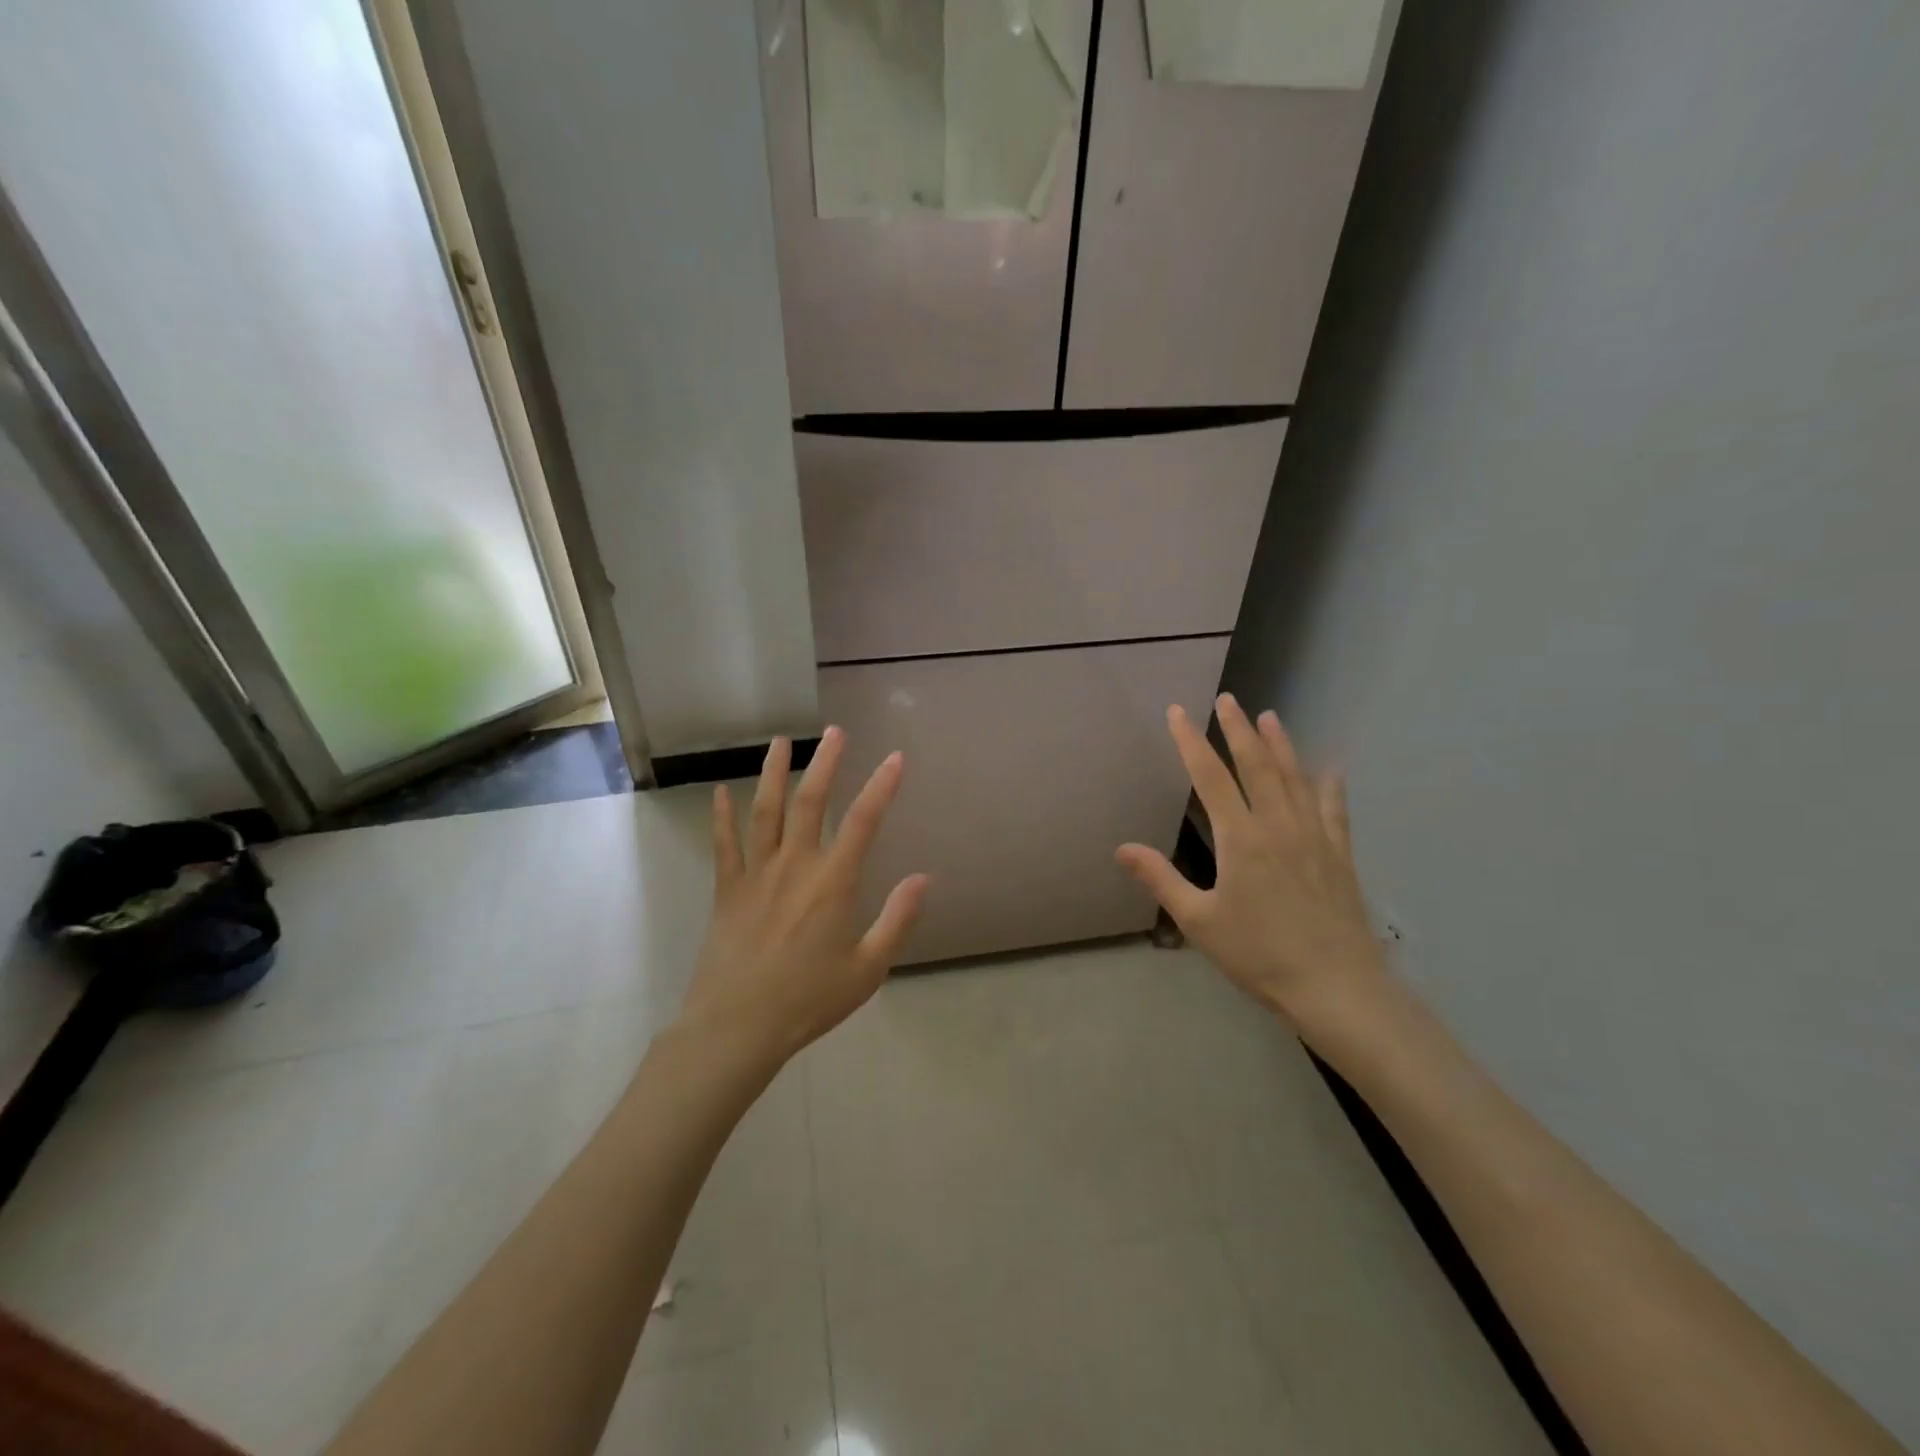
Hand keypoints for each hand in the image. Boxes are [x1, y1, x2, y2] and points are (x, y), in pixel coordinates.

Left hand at [679, 727, 928, 1067]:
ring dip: (774, 773)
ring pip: (766, 811)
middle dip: (826, 763)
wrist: (738, 1027)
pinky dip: (721, 815)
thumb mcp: (868, 969)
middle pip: (812, 802)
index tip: (895, 758)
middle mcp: (795, 866)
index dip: (882, 786)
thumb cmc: (809, 1000)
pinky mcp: (728, 890)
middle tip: (835, 731)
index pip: (864, 821)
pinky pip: (724, 844)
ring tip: (781, 741)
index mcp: (833, 883)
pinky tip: (721, 791)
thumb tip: (923, 878)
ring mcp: (757, 874)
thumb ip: (897, 920)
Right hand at [1117, 695, 1388, 1028]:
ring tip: (1269, 716)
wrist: (1337, 988)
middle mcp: (1278, 826)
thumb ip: (1161, 879)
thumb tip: (1122, 849)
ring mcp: (1314, 837)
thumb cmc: (1260, 956)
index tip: (1178, 712)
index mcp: (1241, 839)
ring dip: (1280, 744)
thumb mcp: (1199, 921)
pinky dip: (1329, 785)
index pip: (1211, 777)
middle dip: (1237, 729)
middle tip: (1227, 699)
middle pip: (1256, 765)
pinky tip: (1330, 768)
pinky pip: (1334, 809)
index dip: (1191, 741)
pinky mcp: (1340, 855)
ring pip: (1295, 778)